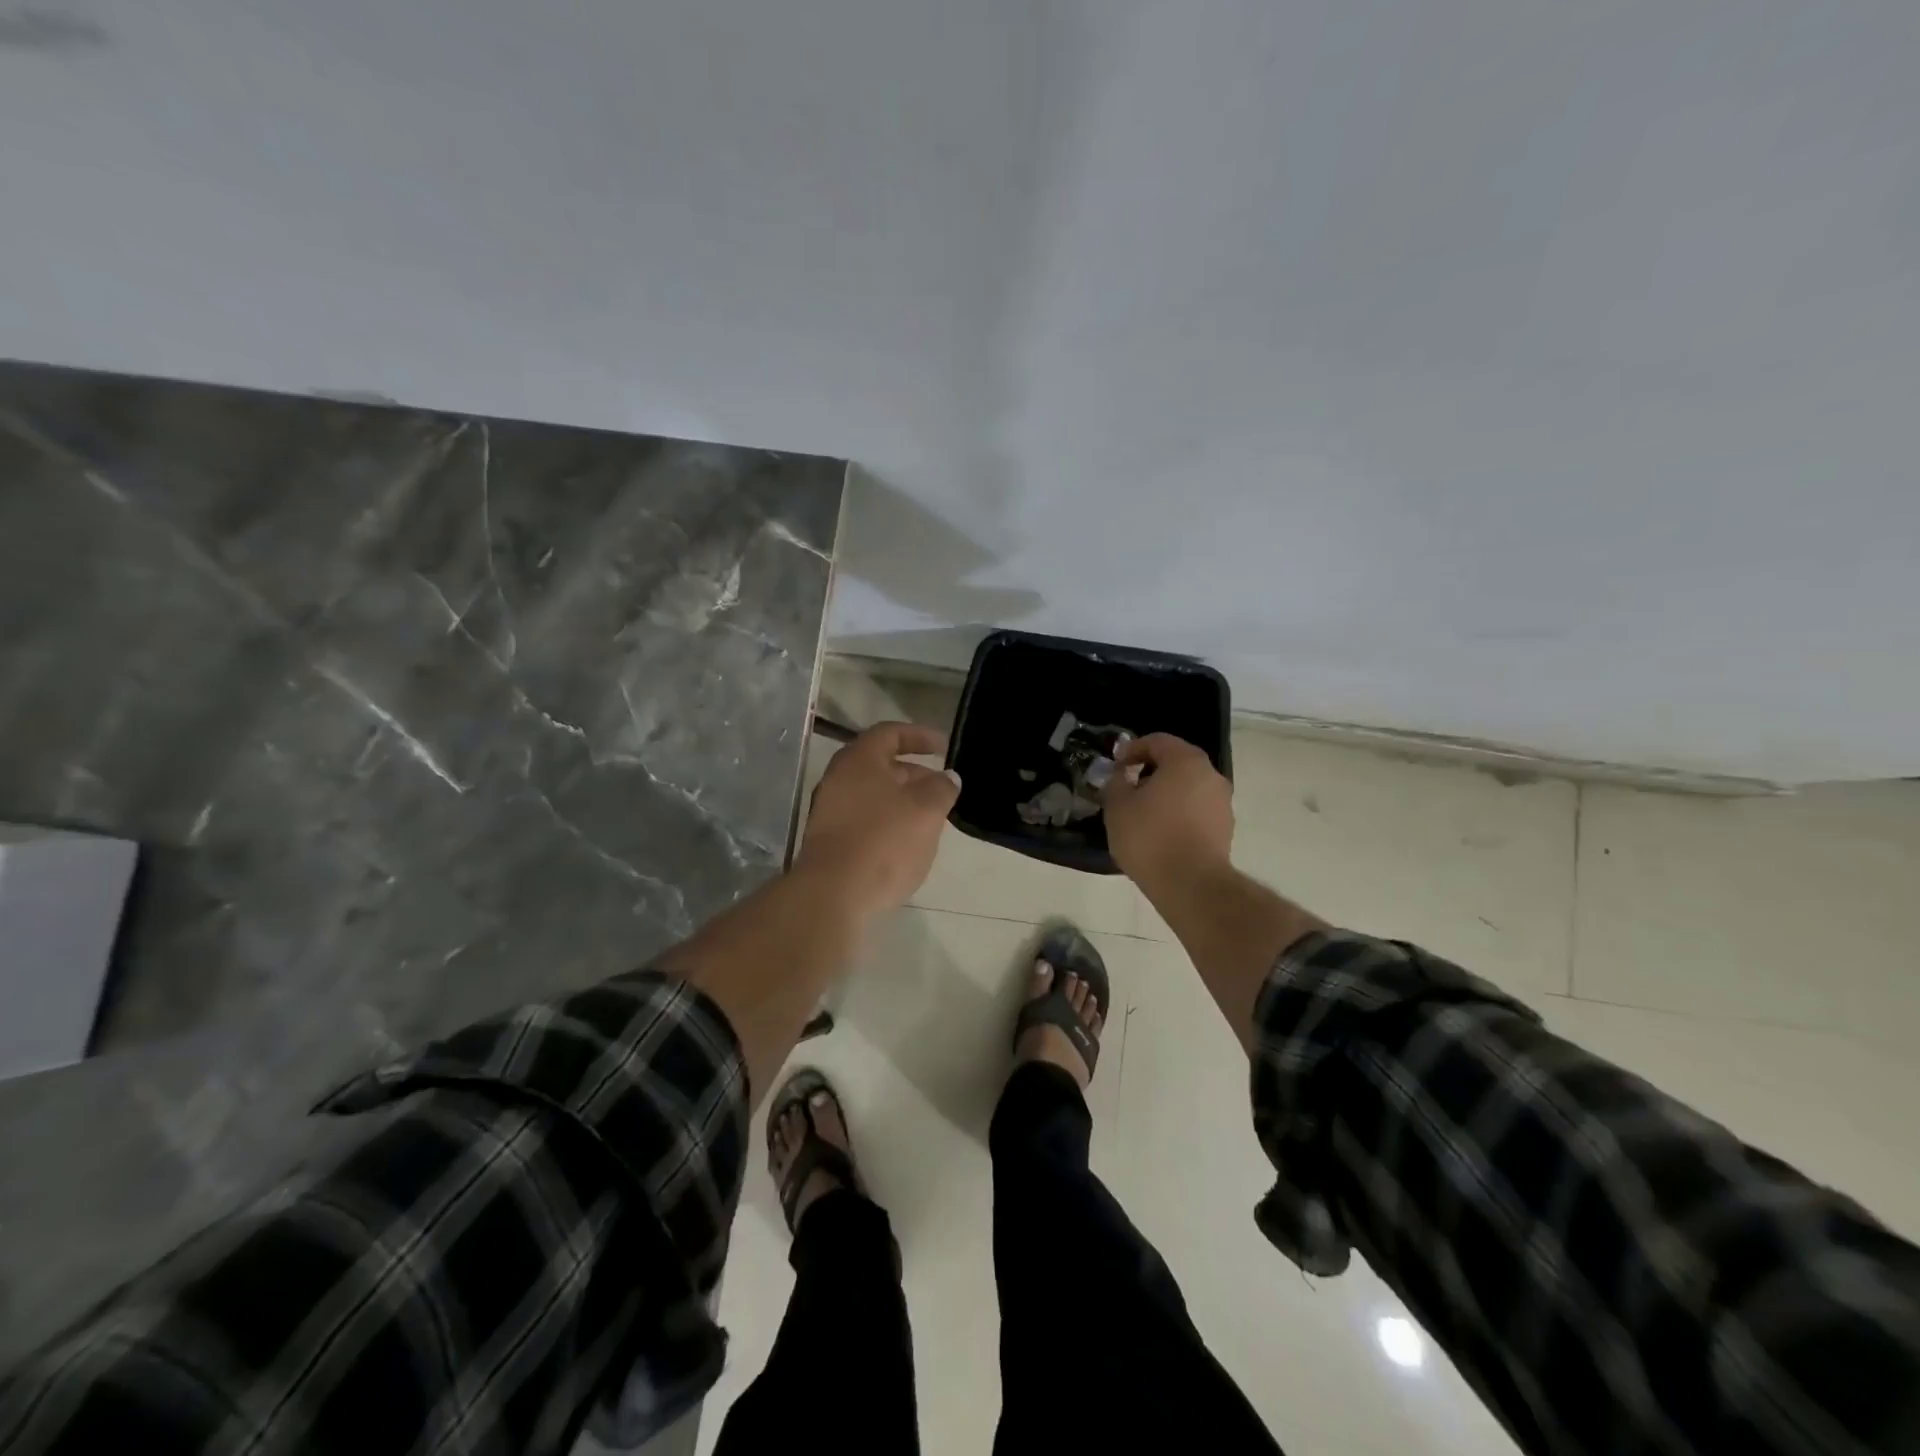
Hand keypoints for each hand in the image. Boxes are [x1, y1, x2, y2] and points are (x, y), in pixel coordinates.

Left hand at [796, 722, 959, 918]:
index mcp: (859, 760)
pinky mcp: (829, 841)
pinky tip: (907, 844)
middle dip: (915, 774)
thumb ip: (941, 788)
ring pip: (873, 795)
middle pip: (881, 765)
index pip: (890, 733)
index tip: (945, 747)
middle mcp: (838, 779)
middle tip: (942, 789)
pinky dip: (888, 822)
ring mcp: (829, 811)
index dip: (920, 736)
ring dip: (903, 801)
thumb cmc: (883, 842)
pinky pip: (864, 820)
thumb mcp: (926, 810)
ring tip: (931, 819)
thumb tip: (947, 777)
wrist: (833, 895)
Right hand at [1103, 733, 1233, 891]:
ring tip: (1142, 814)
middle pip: (1176, 763)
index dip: (1132, 749)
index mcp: (1186, 761)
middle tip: (1127, 788)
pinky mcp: (1225, 829)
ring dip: (1166, 794)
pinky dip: (1178, 813)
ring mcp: (1222, 803)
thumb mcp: (1118, 806)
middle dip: (1150, 772)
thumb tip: (1123, 775)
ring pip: (1188, 788)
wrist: (1191, 885)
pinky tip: (1160, 833)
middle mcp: (1211, 775)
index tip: (1115, 765)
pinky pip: (1196, 810)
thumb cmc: (1150, 837)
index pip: (1157, 741)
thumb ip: (1117, 782)